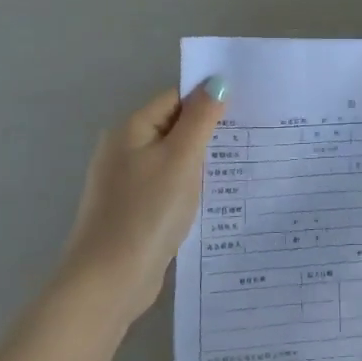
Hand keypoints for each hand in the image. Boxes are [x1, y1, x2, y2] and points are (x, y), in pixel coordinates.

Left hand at [52, 78, 228, 325]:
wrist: (109, 280)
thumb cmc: (147, 211)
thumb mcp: (181, 158)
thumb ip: (201, 118)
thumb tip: (217, 81)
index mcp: (131, 130)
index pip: (175, 98)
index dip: (209, 100)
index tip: (246, 108)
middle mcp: (124, 151)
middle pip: (174, 128)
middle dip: (209, 132)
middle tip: (252, 137)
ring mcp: (127, 183)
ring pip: (173, 160)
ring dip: (202, 163)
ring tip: (241, 167)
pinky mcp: (134, 211)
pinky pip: (169, 187)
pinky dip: (190, 189)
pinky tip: (215, 199)